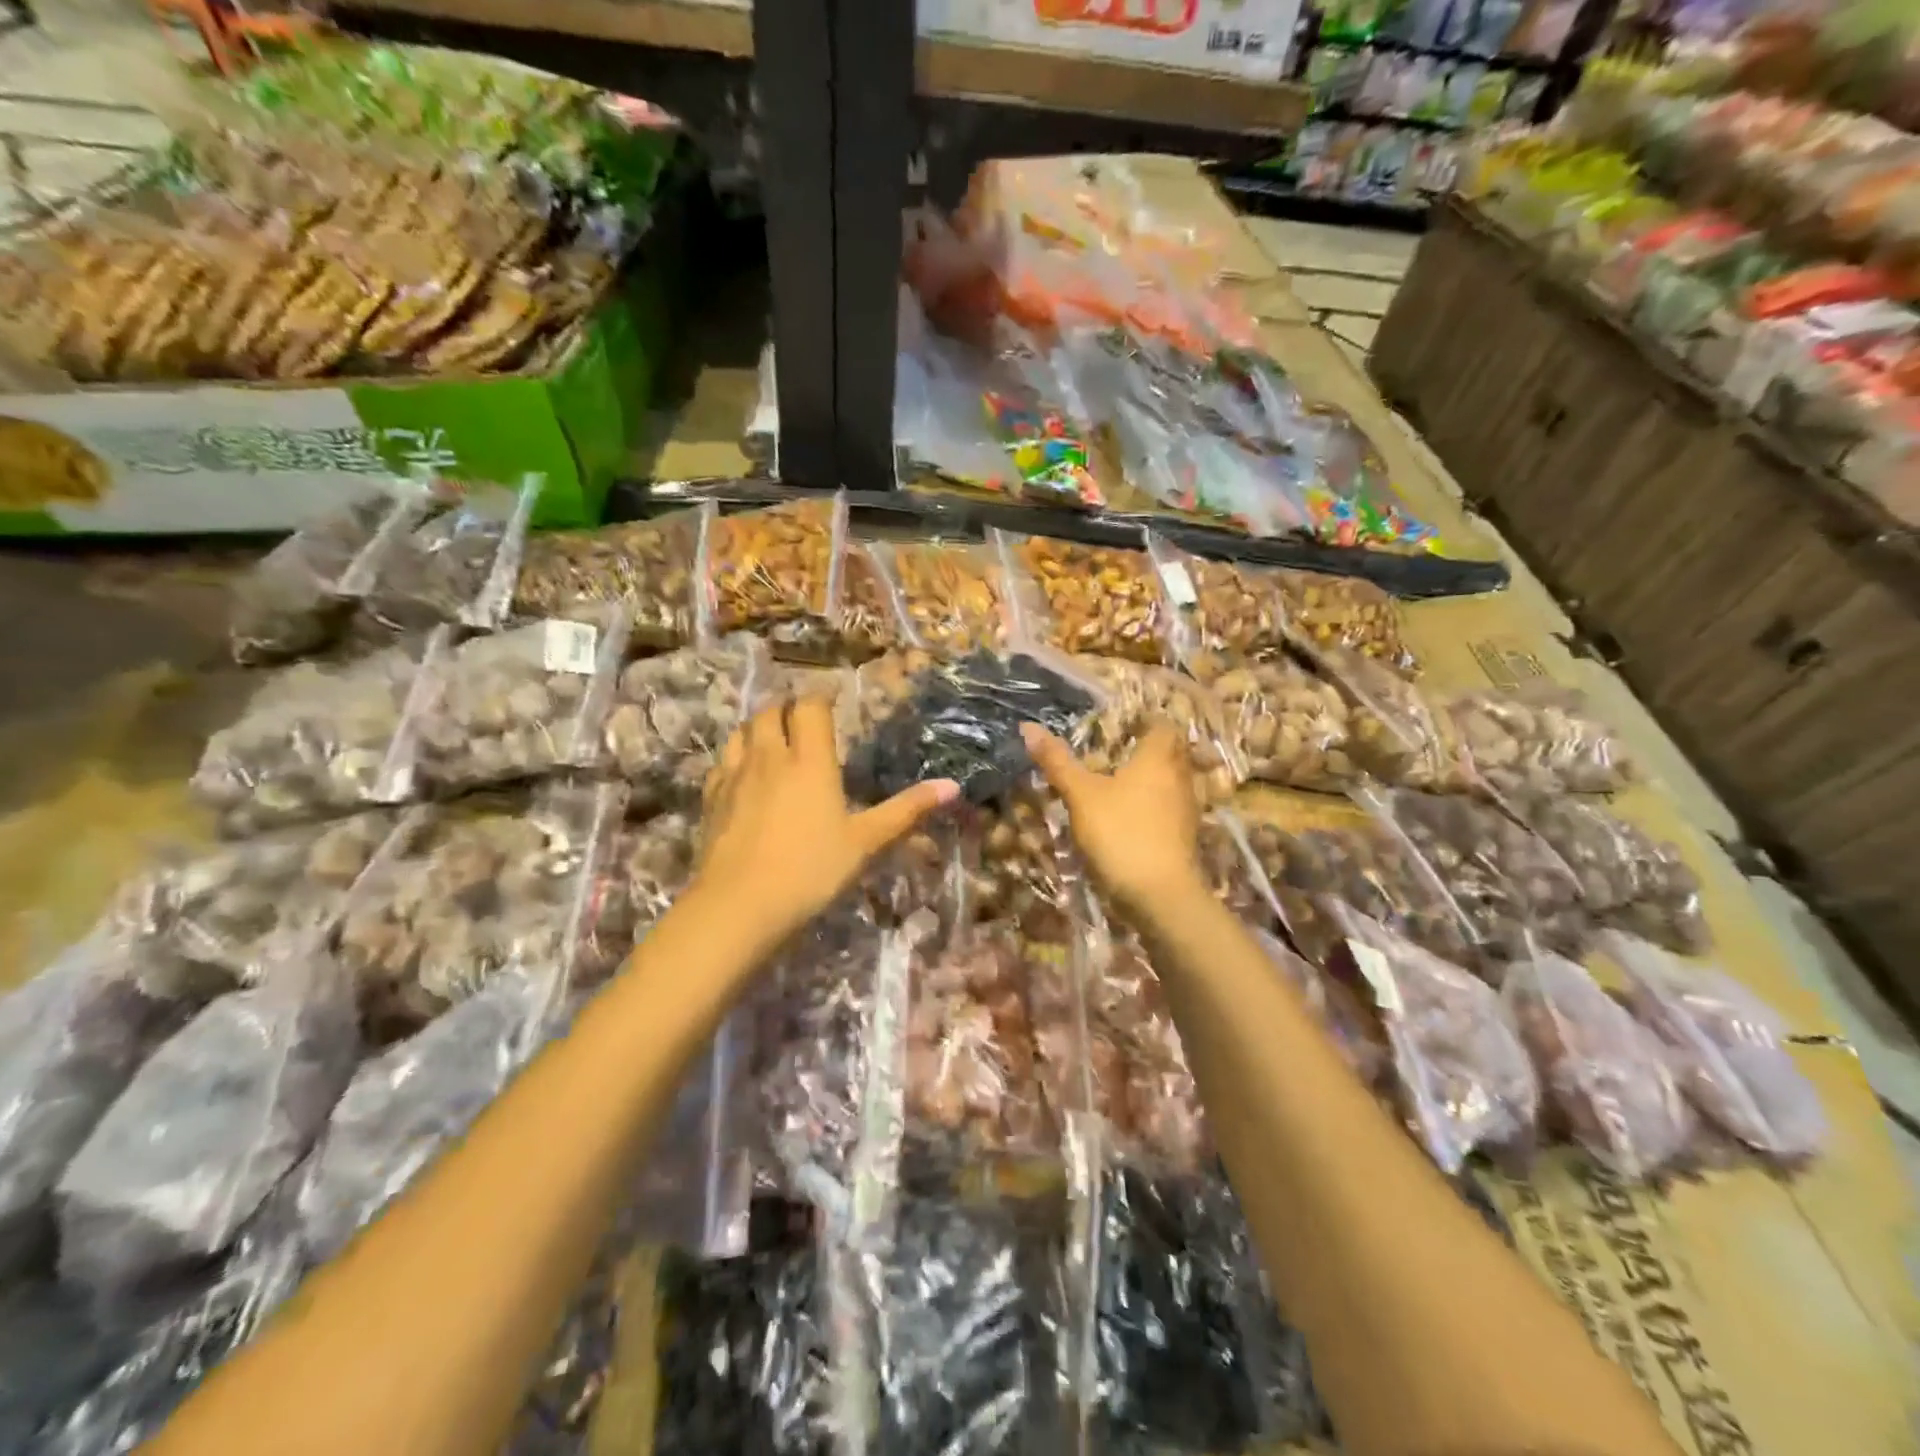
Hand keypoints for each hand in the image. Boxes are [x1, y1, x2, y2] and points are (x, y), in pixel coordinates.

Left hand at [696, 697, 958, 947]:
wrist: (740, 905)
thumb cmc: (811, 870)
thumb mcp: (866, 843)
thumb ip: (906, 810)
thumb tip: (953, 786)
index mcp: (810, 760)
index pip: (810, 707)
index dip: (820, 697)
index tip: (831, 699)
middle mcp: (770, 757)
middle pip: (770, 712)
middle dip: (786, 707)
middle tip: (802, 717)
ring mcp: (735, 777)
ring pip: (741, 732)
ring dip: (757, 727)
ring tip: (771, 737)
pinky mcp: (711, 800)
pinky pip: (722, 763)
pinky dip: (735, 757)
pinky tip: (742, 774)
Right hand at [1020, 720, 1203, 918]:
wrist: (1161, 896)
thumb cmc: (1121, 833)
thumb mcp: (1081, 795)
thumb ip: (1057, 761)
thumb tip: (1028, 726)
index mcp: (1158, 758)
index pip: (1163, 725)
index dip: (1146, 721)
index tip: (1123, 723)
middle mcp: (1179, 777)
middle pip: (1171, 752)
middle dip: (1148, 749)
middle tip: (1116, 750)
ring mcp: (1186, 810)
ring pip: (1171, 782)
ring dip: (1150, 779)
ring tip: (1117, 783)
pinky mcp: (1184, 838)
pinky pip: (1168, 809)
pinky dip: (1152, 807)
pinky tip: (1127, 818)